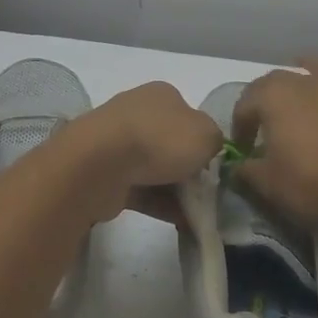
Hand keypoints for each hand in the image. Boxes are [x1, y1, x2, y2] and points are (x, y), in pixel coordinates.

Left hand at [60, 82, 223, 222]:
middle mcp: (137, 112)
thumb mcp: (207, 134)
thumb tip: (209, 149)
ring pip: (155, 169)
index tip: (215, 165)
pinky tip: (180, 223)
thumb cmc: (160, 140)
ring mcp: (117, 142)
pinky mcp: (105, 172)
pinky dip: (160, 205)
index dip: (204, 141)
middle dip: (189, 170)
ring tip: (198, 215)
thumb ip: (216, 140)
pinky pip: (140, 190)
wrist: (101, 164)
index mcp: (161, 95)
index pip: (189, 116)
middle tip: (208, 194)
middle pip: (171, 144)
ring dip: (176, 191)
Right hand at [230, 58, 317, 221]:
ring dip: (311, 73)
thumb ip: (249, 172)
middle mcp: (305, 84)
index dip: (240, 127)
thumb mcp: (269, 183)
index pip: (245, 105)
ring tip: (306, 84)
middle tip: (264, 123)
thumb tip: (239, 167)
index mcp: (273, 96)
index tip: (241, 151)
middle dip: (266, 97)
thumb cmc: (312, 178)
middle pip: (277, 80)